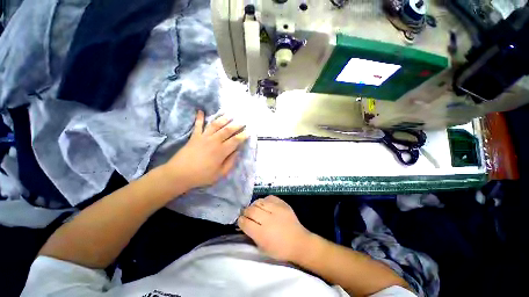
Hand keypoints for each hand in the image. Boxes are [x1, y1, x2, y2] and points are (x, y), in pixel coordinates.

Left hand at [163, 110, 247, 190]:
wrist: (179, 174)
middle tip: (243, 121)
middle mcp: (214, 141)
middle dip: (236, 125)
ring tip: (229, 114)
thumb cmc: (202, 176)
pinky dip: (199, 118)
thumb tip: (237, 152)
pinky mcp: (194, 136)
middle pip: (227, 130)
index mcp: (221, 151)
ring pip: (215, 125)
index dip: (243, 136)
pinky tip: (200, 111)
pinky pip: (198, 125)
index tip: (248, 132)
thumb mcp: (220, 174)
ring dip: (223, 119)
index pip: (235, 140)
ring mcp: (204, 137)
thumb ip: (230, 162)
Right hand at [238, 195, 312, 262]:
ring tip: (255, 209)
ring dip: (254, 205)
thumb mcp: (263, 248)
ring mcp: (277, 209)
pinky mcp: (283, 204)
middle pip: (251, 210)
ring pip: (259, 201)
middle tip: (247, 214)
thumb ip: (251, 235)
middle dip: (246, 212)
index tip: (241, 221)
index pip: (245, 222)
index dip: (240, 221)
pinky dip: (265, 200)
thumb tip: (244, 224)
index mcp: (262, 234)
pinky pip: (269, 197)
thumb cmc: (280, 249)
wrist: (299, 242)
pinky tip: (265, 205)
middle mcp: (268, 219)